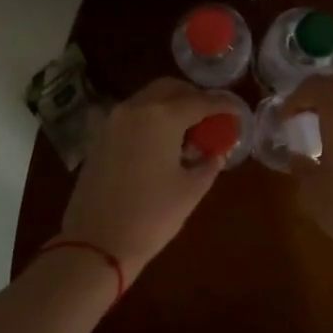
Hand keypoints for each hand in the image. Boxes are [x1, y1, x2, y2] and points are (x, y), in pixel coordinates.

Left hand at [57, 77, 228, 282]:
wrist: (95, 243)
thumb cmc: (151, 216)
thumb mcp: (190, 190)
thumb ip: (208, 164)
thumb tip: (216, 152)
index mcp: (163, 116)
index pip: (201, 101)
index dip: (223, 104)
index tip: (237, 111)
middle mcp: (136, 108)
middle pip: (170, 88)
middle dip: (194, 97)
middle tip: (211, 117)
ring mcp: (113, 121)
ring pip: (148, 98)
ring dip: (171, 106)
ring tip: (188, 131)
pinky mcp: (100, 137)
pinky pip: (132, 115)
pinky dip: (151, 119)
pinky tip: (162, 143)